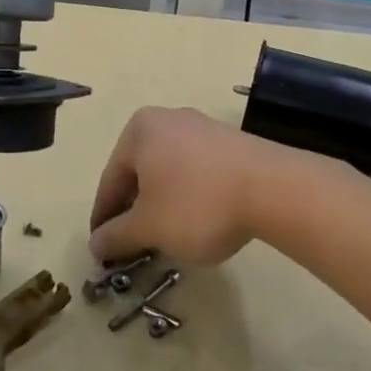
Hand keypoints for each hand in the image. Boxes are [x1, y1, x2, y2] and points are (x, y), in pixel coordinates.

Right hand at [88, 107, 286, 266]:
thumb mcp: (149, 228)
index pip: (110, 181)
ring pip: (168, 172)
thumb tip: (95, 244)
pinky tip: (198, 220)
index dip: (104, 220)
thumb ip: (116, 236)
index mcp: (138, 130)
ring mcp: (202, 127)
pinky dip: (189, 196)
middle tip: (134, 245)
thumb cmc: (198, 205)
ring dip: (162, 204)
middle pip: (139, 173)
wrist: (275, 189)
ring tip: (167, 237)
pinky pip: (196, 171)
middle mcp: (167, 119)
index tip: (103, 250)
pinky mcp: (230, 142)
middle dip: (134, 211)